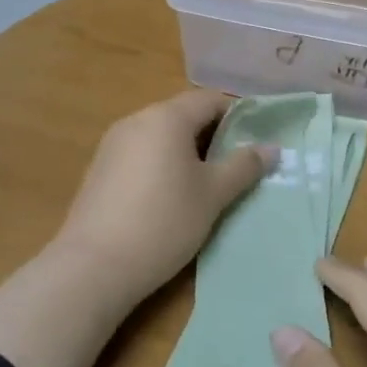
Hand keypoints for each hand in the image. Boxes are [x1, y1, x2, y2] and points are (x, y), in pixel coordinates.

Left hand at [53, 89, 274, 308]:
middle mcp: (136, 121)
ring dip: (187, 153)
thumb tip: (271, 148)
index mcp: (165, 117)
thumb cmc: (164, 221)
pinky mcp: (99, 170)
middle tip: (237, 168)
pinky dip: (161, 166)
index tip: (257, 142)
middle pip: (183, 116)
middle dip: (213, 137)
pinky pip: (140, 156)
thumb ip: (243, 166)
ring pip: (161, 137)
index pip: (209, 100)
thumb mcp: (213, 194)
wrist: (94, 265)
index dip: (238, 116)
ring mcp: (112, 145)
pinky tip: (170, 198)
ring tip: (208, 186)